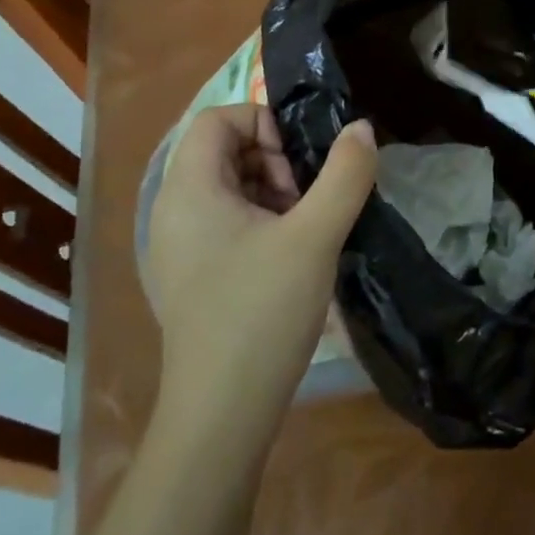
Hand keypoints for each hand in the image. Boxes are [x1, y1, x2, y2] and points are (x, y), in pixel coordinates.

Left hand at [146, 107, 375, 468]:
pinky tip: (292, 255)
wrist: (222, 416)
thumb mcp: (315, 236)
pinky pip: (227, 221)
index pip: (218, 119)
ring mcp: (180, 246)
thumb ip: (344, 174)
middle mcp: (174, 210)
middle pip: (224, 150)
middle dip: (274, 159)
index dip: (264, 122)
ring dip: (274, 190)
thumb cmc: (261, 313)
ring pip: (230, 187)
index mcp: (189, 190)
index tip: (300, 161)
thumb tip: (360, 128)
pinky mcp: (193, 275)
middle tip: (307, 197)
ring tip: (306, 227)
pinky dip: (263, 220)